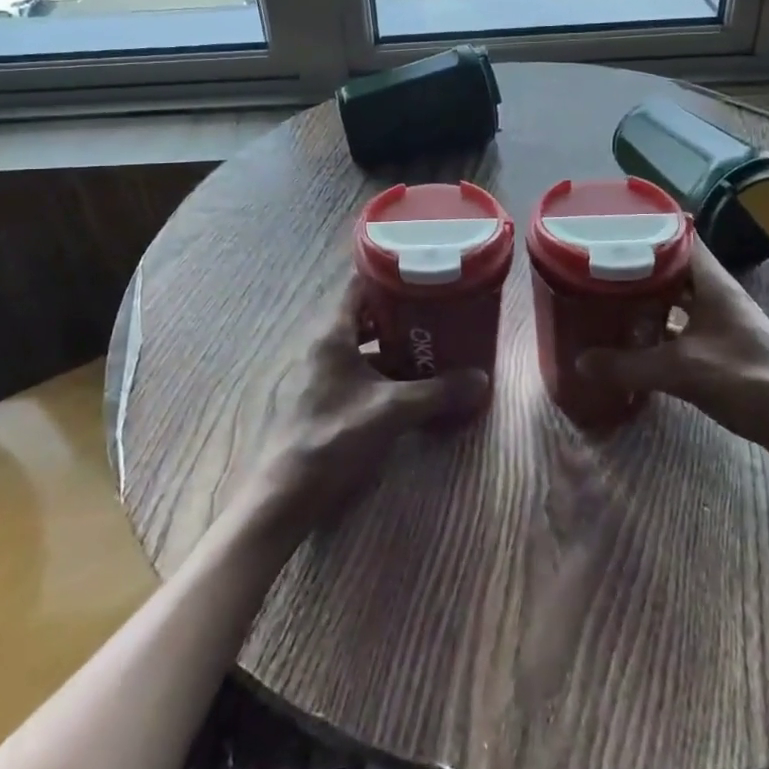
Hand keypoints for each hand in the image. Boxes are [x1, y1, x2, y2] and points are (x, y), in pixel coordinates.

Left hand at [243, 278, 487, 540]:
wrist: (287, 493)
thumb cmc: (335, 436)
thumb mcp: (392, 411)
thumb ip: (437, 392)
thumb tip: (481, 378)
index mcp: (333, 334)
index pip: (359, 285)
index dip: (389, 277)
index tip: (422, 275)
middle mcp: (324, 346)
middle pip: (363, 315)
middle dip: (399, 314)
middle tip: (435, 312)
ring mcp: (321, 373)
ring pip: (361, 346)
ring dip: (391, 346)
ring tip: (429, 346)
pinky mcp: (323, 399)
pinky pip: (357, 371)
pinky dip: (381, 372)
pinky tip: (407, 386)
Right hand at [579, 239, 768, 469]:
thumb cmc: (749, 381)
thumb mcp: (682, 371)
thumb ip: (629, 365)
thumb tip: (579, 360)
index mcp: (712, 283)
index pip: (679, 235)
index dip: (647, 226)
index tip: (610, 225)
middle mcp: (715, 294)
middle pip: (672, 265)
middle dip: (636, 262)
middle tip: (595, 261)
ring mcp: (720, 321)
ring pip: (675, 296)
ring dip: (646, 295)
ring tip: (606, 293)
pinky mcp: (720, 347)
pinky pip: (680, 324)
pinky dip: (657, 325)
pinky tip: (632, 336)